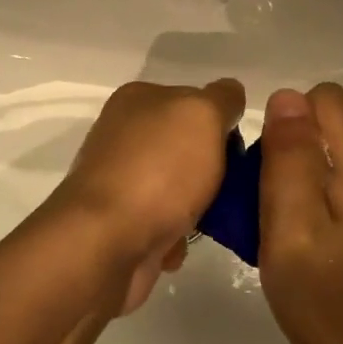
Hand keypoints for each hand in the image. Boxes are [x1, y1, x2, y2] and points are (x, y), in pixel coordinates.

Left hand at [45, 78, 244, 313]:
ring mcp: (119, 179)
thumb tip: (229, 99)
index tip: (237, 152)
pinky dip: (175, 237)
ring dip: (197, 208)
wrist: (106, 241)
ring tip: (206, 222)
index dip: (220, 124)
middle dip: (211, 170)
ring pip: (178, 189)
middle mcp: (124, 134)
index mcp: (138, 99)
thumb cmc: (158, 169)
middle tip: (230, 189)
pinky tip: (176, 245)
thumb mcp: (202, 114)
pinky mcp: (118, 222)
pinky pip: (162, 225)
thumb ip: (222, 99)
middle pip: (187, 147)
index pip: (193, 101)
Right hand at [258, 84, 342, 343]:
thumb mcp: (289, 231)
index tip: (276, 177)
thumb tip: (288, 97)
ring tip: (307, 230)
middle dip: (304, 153)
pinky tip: (334, 239)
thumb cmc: (326, 304)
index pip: (326, 100)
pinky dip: (342, 193)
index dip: (291, 127)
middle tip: (285, 213)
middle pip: (340, 124)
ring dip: (322, 175)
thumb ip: (289, 158)